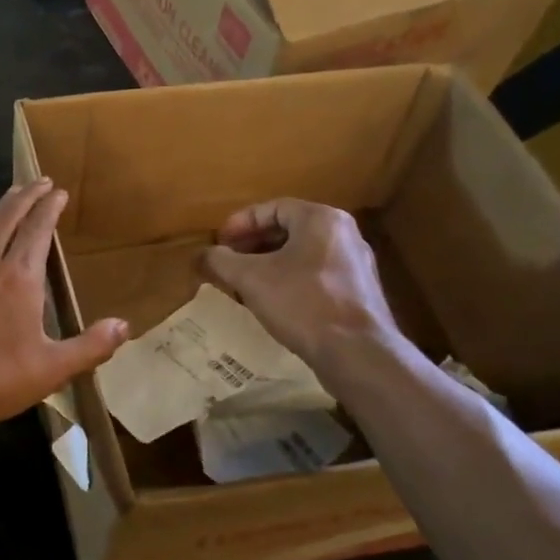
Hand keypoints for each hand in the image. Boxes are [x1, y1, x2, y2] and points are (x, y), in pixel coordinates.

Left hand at [0, 180, 128, 429]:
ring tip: (12, 204)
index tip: (57, 190)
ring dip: (1, 213)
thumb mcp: (50, 370)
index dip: (48, 207)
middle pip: (6, 219)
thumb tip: (124, 325)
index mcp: (18, 278)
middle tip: (38, 181)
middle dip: (25, 197)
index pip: (36, 229)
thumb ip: (89, 347)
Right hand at [200, 199, 402, 370]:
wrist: (356, 352)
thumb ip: (220, 261)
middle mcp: (343, 233)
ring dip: (270, 263)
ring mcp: (355, 263)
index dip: (240, 223)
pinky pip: (317, 274)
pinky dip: (290, 279)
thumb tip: (200, 255)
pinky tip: (274, 302)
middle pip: (289, 229)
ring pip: (303, 253)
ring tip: (245, 282)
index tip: (219, 241)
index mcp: (320, 219)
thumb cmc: (301, 302)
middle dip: (253, 243)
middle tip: (229, 260)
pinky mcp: (359, 292)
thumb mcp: (250, 279)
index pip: (273, 208)